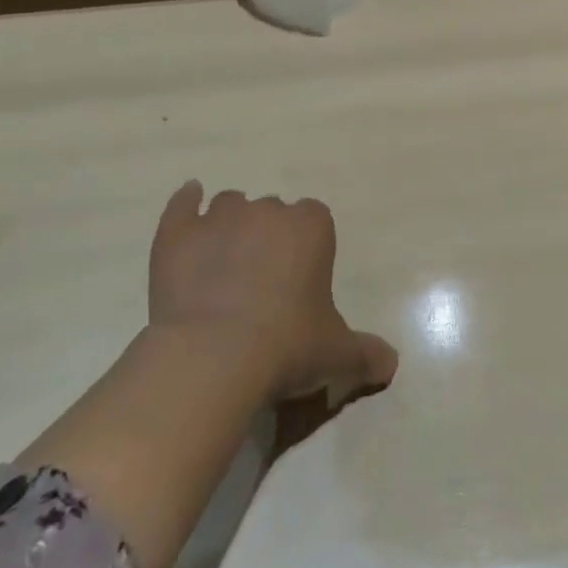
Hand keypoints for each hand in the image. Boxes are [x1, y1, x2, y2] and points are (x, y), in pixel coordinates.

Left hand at [150, 182, 398, 408]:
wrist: (214, 356)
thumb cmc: (287, 346)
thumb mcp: (337, 354)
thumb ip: (366, 354)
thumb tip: (390, 364)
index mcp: (311, 228)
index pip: (316, 219)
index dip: (307, 244)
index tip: (301, 276)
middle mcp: (267, 211)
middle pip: (272, 210)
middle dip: (269, 235)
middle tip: (263, 278)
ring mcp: (218, 219)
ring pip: (230, 205)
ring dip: (231, 224)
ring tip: (225, 259)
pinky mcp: (177, 234)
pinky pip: (182, 205)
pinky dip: (186, 204)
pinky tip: (188, 202)